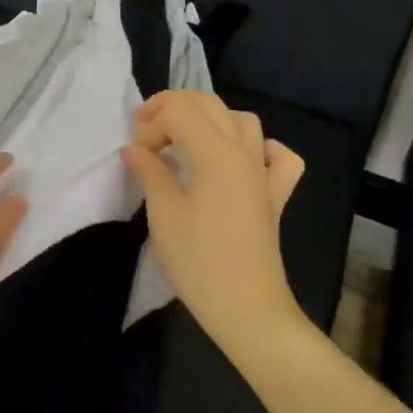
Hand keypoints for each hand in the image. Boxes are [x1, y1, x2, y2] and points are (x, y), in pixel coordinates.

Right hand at [121, 90, 307, 354]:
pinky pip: (278, 156)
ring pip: (241, 121)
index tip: (134, 153)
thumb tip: (135, 148)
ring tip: (184, 140)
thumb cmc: (199, 262)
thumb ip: (150, 171)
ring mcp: (264, 172)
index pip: (180, 112)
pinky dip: (260, 147)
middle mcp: (244, 152)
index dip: (151, 124)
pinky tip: (241, 159)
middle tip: (145, 131)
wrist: (247, 307)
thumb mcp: (164, 214)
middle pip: (209, 105)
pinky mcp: (275, 194)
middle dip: (173, 108)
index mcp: (216, 153)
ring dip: (209, 119)